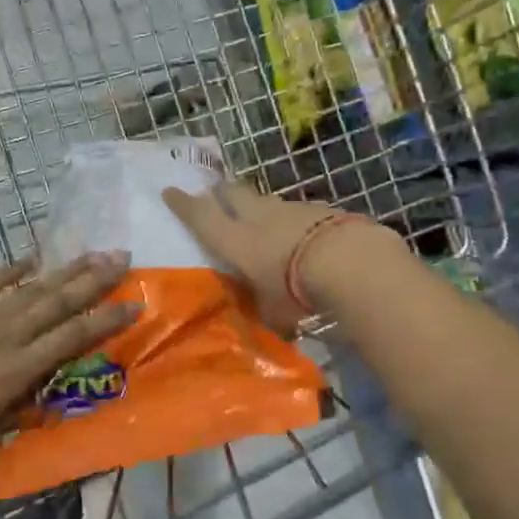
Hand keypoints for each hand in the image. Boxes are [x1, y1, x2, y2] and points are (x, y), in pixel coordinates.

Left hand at [0, 251, 139, 455]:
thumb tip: (55, 392)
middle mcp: (10, 334)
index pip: (74, 335)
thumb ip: (28, 405)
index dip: (107, 319)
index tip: (135, 303)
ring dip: (65, 270)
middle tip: (122, 259)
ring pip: (33, 287)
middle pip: (60, 301)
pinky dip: (11, 268)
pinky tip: (31, 258)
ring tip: (92, 253)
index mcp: (22, 366)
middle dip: (95, 279)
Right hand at [162, 182, 400, 325]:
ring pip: (266, 200)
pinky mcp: (320, 208)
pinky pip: (298, 210)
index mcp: (234, 239)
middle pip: (232, 193)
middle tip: (215, 195)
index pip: (200, 216)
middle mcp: (257, 216)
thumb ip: (267, 312)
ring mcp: (290, 208)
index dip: (183, 204)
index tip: (170, 190)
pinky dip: (294, 219)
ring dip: (259, 206)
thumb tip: (272, 328)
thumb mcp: (273, 311)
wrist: (348, 260)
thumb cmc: (295, 289)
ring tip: (262, 220)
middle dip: (220, 192)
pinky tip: (303, 233)